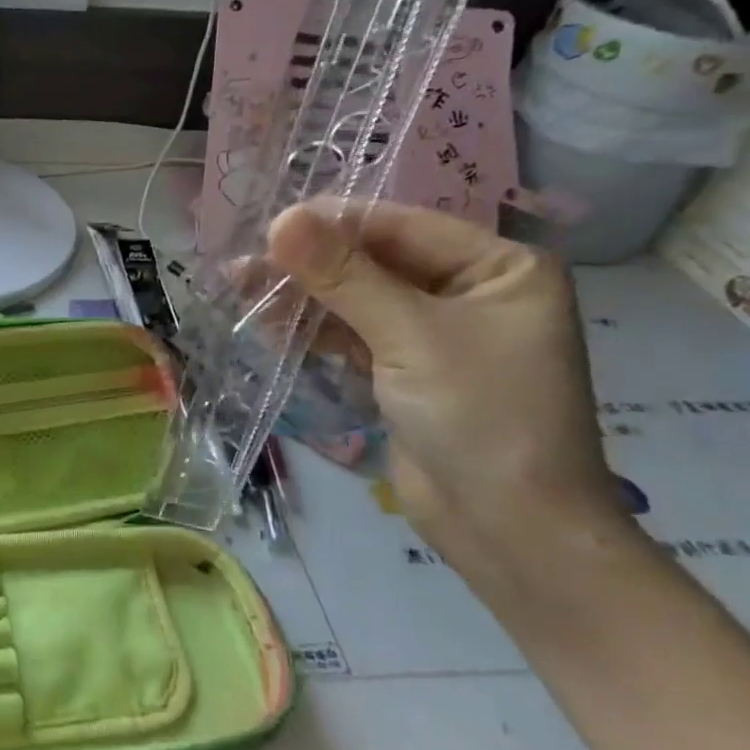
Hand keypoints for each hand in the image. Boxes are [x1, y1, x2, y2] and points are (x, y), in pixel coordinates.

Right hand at [266, 201, 633, 587]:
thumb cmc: (481, 418)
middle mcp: (469, 292)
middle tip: (241, 267)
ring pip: (356, 301)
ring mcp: (434, 335)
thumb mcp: (410, 337)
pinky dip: (314, 332)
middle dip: (310, 265)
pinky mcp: (404, 372)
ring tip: (240, 291)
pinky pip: (353, 337)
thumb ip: (343, 276)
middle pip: (374, 262)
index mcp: (498, 267)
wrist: (509, 530)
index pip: (401, 227)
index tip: (265, 227)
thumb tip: (281, 219)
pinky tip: (269, 326)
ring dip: (303, 299)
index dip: (332, 224)